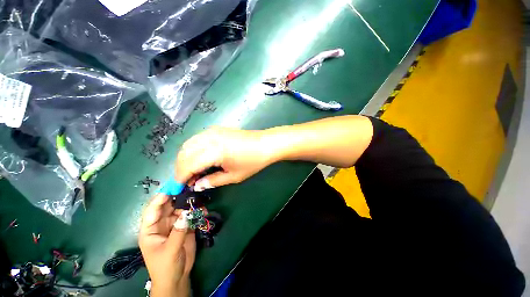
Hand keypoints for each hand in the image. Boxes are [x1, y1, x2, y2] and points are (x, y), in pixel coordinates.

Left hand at [139, 194, 195, 296]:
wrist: (178, 277)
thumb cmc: (166, 266)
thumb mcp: (170, 250)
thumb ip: (178, 231)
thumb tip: (186, 213)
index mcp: (151, 229)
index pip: (152, 210)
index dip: (160, 198)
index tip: (172, 188)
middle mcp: (162, 223)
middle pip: (168, 206)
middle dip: (178, 196)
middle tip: (189, 187)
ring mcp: (175, 224)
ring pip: (181, 209)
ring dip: (190, 203)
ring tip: (199, 197)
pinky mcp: (185, 226)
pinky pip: (190, 215)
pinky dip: (197, 211)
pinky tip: (204, 210)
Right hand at [175, 127, 270, 189]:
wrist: (265, 144)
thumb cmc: (252, 162)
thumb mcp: (234, 176)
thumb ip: (212, 180)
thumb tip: (197, 185)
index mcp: (214, 151)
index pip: (188, 165)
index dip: (181, 177)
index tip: (180, 187)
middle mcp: (209, 138)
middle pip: (184, 153)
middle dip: (180, 168)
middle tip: (186, 180)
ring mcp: (212, 131)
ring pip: (188, 144)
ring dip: (185, 158)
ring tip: (191, 170)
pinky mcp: (216, 128)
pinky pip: (196, 138)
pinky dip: (192, 149)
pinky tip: (198, 157)